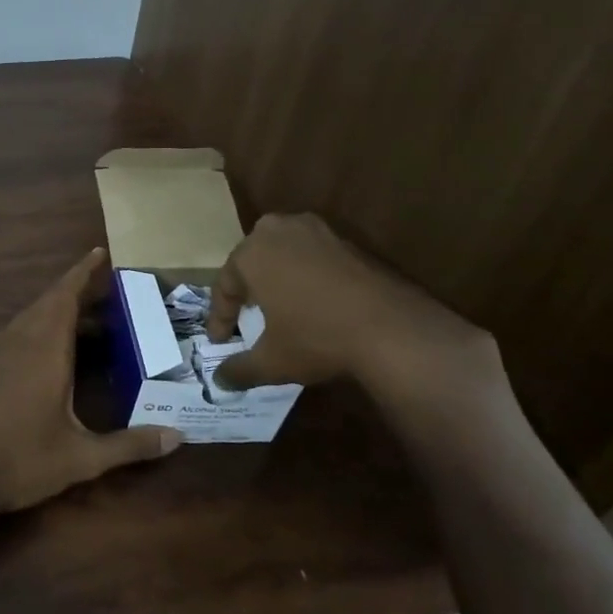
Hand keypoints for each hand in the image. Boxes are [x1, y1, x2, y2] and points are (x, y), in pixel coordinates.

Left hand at [0, 248, 182, 516]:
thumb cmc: (22, 463)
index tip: (98, 253)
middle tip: (105, 300)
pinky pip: (7, 338)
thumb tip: (177, 438)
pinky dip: (29, 334)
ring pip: (26, 320)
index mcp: (44, 349)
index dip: (82, 272)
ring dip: (53, 316)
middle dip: (76, 295)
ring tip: (80, 328)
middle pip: (48, 304)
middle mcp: (15, 340)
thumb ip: (130, 445)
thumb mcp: (82, 458)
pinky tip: (38, 357)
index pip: (65, 296)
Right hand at [208, 213, 498, 400]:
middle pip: (252, 260)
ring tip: (277, 306)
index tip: (220, 342)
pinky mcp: (347, 241)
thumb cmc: (317, 338)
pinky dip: (306, 276)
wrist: (393, 329)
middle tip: (245, 315)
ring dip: (277, 278)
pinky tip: (312, 302)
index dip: (220, 317)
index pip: (225, 285)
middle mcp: (279, 231)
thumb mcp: (271, 361)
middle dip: (246, 288)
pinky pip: (313, 257)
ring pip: (284, 254)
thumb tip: (219, 381)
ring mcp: (317, 231)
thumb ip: (239, 370)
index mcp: (251, 253)